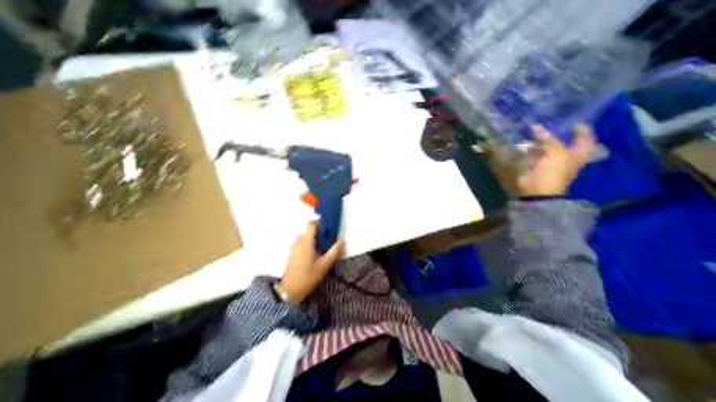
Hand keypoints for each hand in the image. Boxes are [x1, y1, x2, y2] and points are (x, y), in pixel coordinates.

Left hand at [277, 223, 343, 304]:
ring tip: (322, 251)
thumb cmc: (308, 276)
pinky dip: (309, 245)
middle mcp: (298, 240)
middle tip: (328, 244)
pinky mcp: (292, 252)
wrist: (290, 290)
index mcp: (306, 241)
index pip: (312, 223)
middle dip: (320, 234)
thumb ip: (335, 250)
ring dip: (315, 240)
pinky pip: (302, 242)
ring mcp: (293, 246)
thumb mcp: (325, 264)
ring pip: (306, 236)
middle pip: (310, 230)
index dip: (321, 223)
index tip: (329, 230)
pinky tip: (314, 257)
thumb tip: (341, 239)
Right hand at [518, 122, 596, 196]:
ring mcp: (551, 162)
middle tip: (547, 124)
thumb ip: (548, 139)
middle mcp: (567, 157)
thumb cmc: (553, 171)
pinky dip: (529, 150)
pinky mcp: (537, 166)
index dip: (580, 128)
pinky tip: (524, 145)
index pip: (584, 137)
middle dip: (556, 133)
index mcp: (578, 153)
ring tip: (531, 133)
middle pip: (564, 141)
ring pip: (546, 148)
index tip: (571, 121)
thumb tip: (537, 126)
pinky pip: (534, 155)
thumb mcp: (555, 152)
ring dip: (539, 141)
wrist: (538, 190)